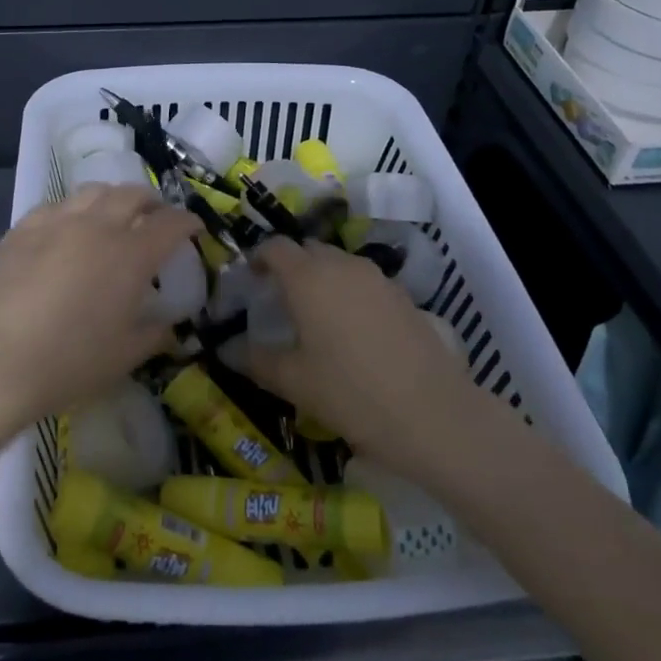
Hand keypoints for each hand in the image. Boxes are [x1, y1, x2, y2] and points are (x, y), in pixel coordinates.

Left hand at [0, 185, 199, 435]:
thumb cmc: (70, 363)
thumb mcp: (125, 356)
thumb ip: (155, 333)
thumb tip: (168, 324)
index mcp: (131, 254)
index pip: (171, 223)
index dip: (187, 223)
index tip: (194, 229)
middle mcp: (98, 226)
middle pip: (132, 194)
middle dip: (152, 202)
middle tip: (155, 218)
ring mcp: (56, 222)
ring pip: (93, 191)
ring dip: (112, 199)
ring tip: (113, 216)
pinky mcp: (22, 229)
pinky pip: (56, 206)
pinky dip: (74, 211)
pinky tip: (68, 229)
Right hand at [246, 238, 500, 480]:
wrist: (432, 413)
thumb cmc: (350, 392)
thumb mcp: (294, 382)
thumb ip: (257, 360)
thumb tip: (228, 350)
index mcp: (308, 278)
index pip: (275, 247)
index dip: (259, 257)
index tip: (250, 277)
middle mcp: (342, 266)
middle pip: (309, 250)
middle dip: (291, 266)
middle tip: (280, 298)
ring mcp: (377, 278)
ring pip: (340, 264)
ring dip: (323, 279)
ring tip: (316, 315)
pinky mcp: (403, 296)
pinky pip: (365, 282)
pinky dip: (351, 294)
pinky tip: (353, 330)